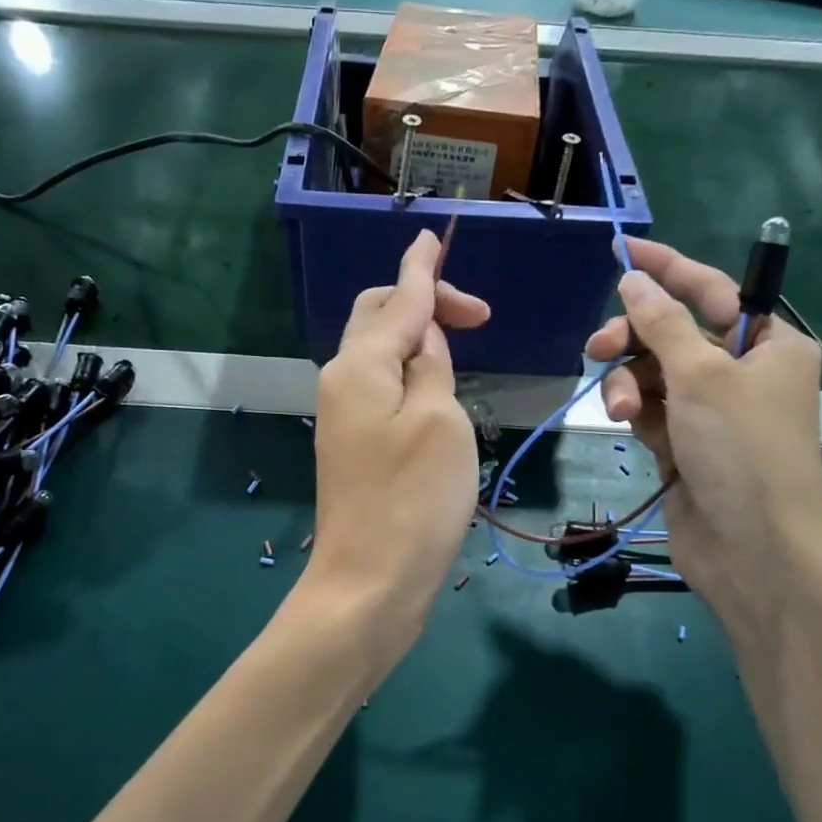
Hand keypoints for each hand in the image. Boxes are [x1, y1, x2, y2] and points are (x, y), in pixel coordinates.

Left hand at [304, 230, 489, 648]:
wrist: (369, 584)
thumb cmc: (413, 500)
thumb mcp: (439, 421)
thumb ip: (431, 367)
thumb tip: (423, 338)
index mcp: (360, 366)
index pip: (397, 299)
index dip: (422, 269)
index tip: (433, 237)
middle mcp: (343, 382)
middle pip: (377, 319)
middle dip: (422, 304)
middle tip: (477, 318)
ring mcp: (344, 417)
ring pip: (379, 354)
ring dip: (418, 341)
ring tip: (463, 351)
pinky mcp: (355, 448)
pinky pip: (382, 389)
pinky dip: (411, 376)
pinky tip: (438, 393)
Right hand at [584, 237, 821, 627]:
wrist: (751, 549)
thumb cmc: (741, 450)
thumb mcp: (702, 377)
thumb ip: (662, 324)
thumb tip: (633, 281)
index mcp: (768, 344)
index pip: (711, 290)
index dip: (667, 268)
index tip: (623, 250)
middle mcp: (741, 372)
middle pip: (673, 334)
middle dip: (634, 339)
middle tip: (598, 347)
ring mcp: (711, 411)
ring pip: (653, 374)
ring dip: (628, 383)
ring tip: (620, 409)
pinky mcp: (685, 443)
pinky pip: (650, 409)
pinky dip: (635, 411)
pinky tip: (626, 426)